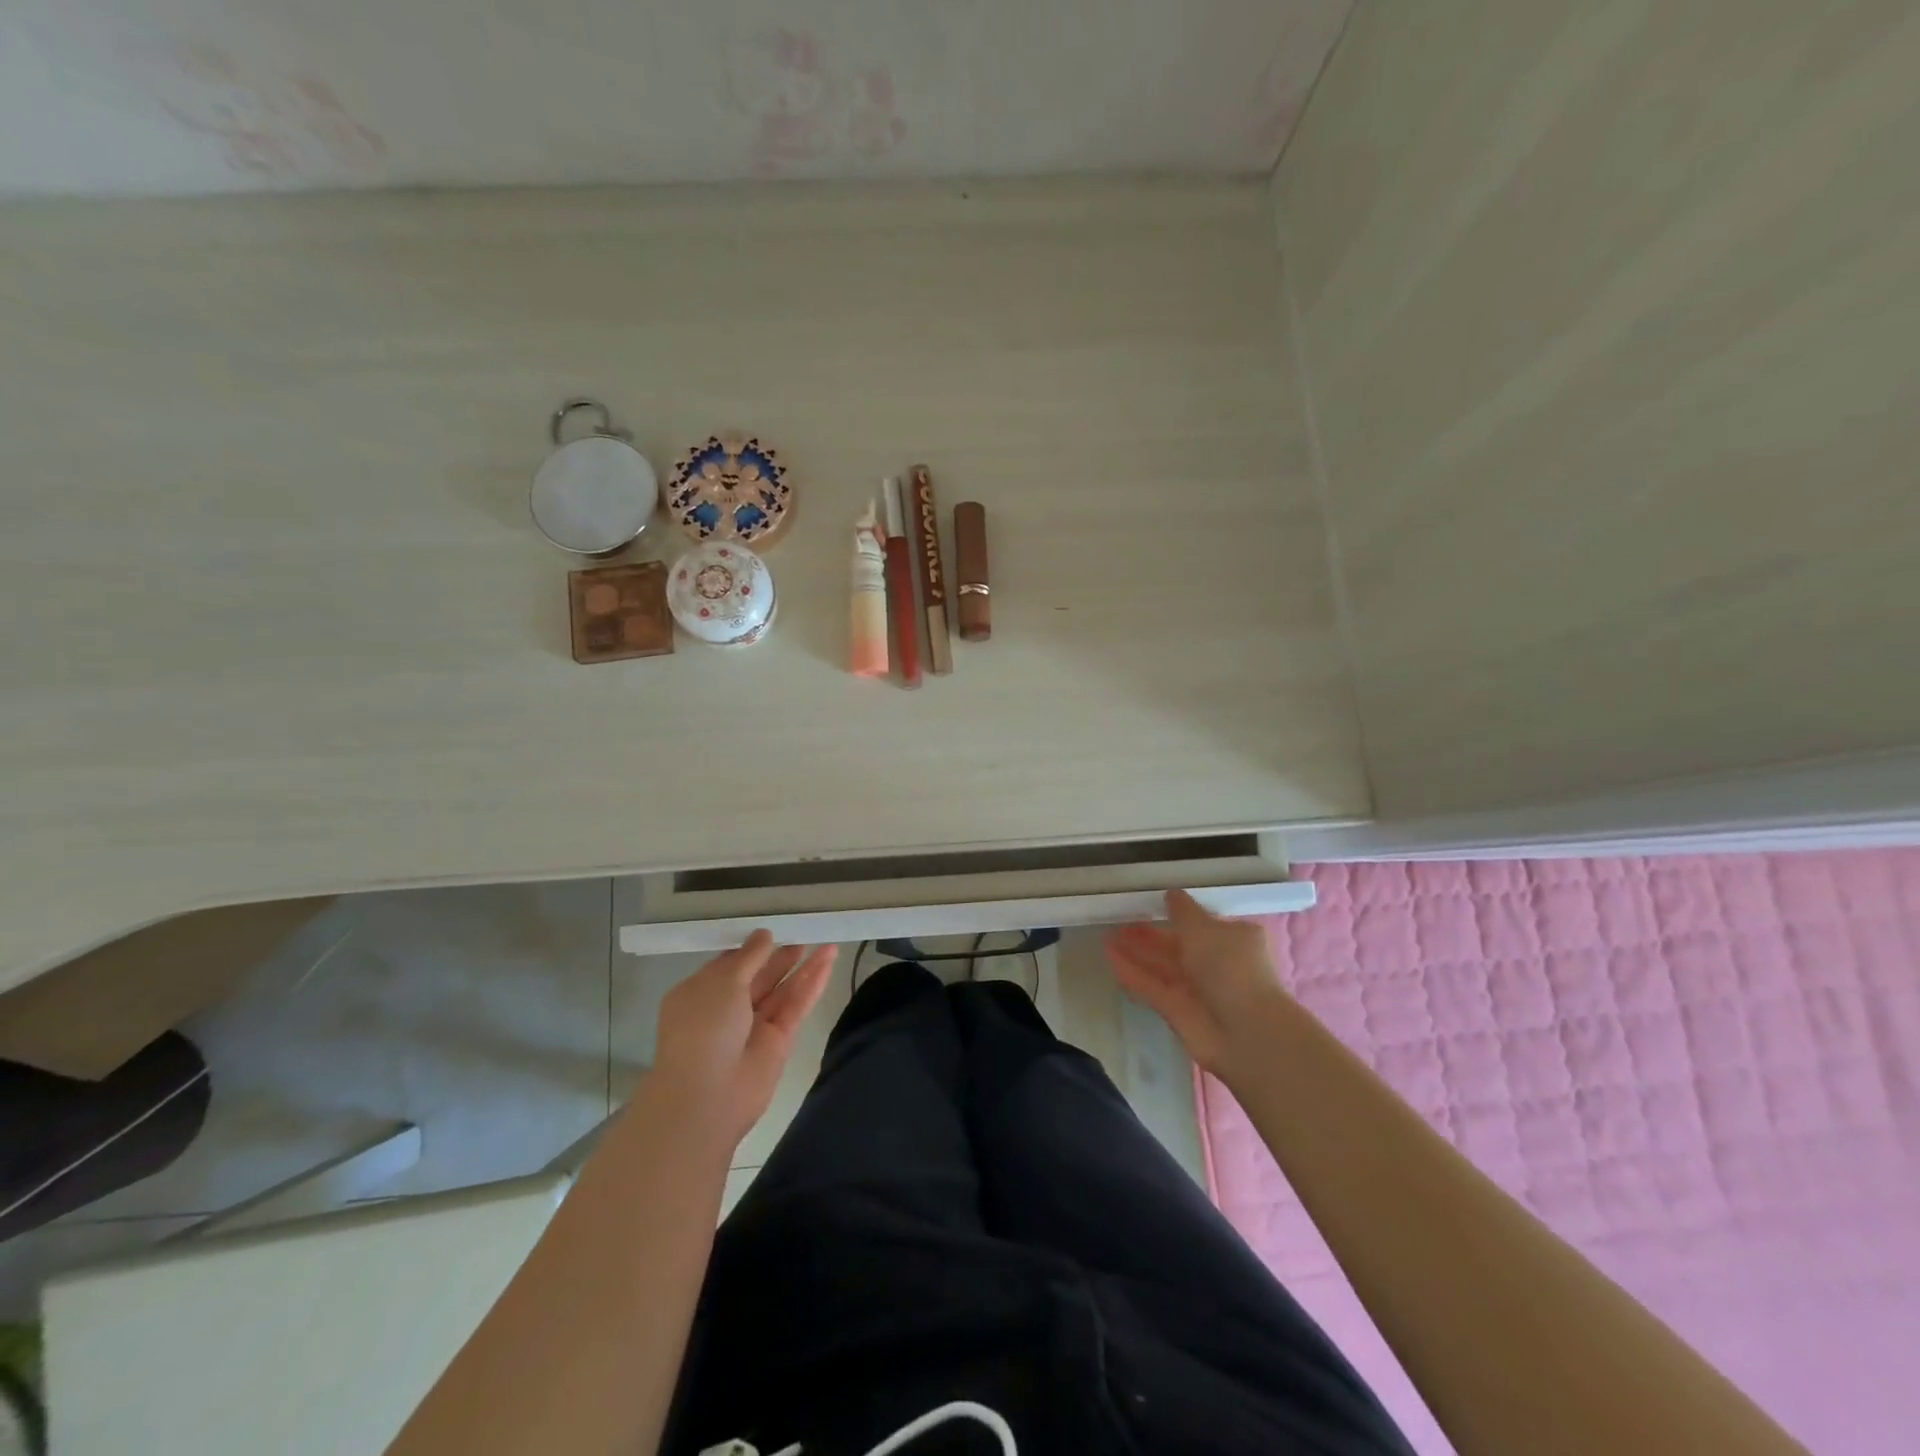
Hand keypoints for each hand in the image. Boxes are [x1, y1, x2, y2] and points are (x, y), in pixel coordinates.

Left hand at [649, 931, 837, 1147]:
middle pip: (759, 977)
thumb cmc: (703, 1029)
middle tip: (803, 936)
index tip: (773, 931)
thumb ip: (749, 956)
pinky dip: (812, 984)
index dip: (751, 949)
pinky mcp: (779, 1040)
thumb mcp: (722, 982)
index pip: (729, 965)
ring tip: (826, 944)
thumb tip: (765, 935)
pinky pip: (797, 1005)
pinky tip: (829, 962)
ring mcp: (754, 1026)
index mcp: (701, 993)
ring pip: (782, 990)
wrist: (707, 1096)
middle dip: (780, 957)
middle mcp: (727, 1009)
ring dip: (803, 967)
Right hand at [1105, 889, 1288, 1078]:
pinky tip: (1109, 956)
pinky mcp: (1176, 1010)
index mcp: (1233, 940)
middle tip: (1120, 919)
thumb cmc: (1231, 967)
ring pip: (1161, 966)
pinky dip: (1132, 972)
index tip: (1151, 904)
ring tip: (1107, 935)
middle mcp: (1216, 964)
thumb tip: (1171, 894)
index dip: (1178, 914)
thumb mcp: (1205, 928)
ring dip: (1136, 952)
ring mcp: (1196, 989)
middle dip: (1150, 934)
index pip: (1203, 924)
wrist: (1244, 1031)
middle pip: (1177, 945)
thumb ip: (1183, 911)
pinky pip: (1150, 986)